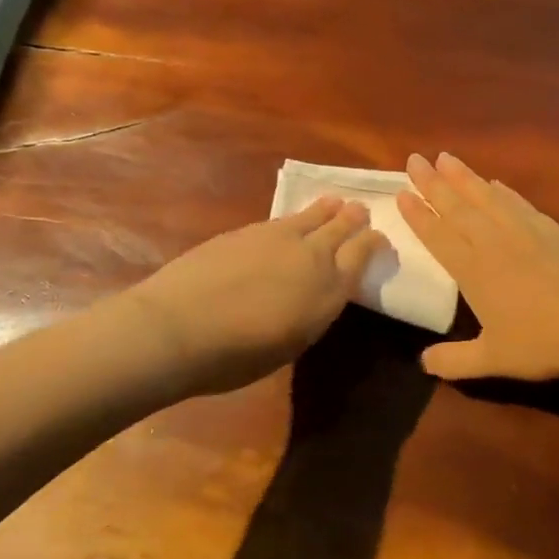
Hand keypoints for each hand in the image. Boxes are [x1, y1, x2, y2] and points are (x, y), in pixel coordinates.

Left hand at [132, 198, 386, 396]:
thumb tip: (313, 294)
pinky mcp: (244, 231)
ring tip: (333, 202)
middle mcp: (311, 254)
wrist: (178, 328)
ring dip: (325, 210)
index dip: (374, 242)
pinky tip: (288, 223)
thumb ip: (311, 311)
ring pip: (310, 215)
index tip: (380, 239)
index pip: (362, 253)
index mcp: (329, 288)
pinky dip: (293, 218)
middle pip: (340, 226)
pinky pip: (280, 219)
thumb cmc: (238, 355)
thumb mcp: (293, 342)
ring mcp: (276, 237)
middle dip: (353, 218)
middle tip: (360, 210)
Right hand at [398, 152, 558, 381]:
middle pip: (458, 207)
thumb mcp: (493, 359)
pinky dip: (503, 191)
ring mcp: (525, 231)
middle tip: (415, 159)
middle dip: (433, 183)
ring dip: (464, 177)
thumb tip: (423, 363)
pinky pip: (519, 202)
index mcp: (473, 271)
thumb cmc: (542, 343)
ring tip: (447, 157)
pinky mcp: (553, 230)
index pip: (438, 236)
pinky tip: (495, 182)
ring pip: (487, 197)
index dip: (418, 215)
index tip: (401, 192)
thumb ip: (454, 361)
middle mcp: (494, 243)